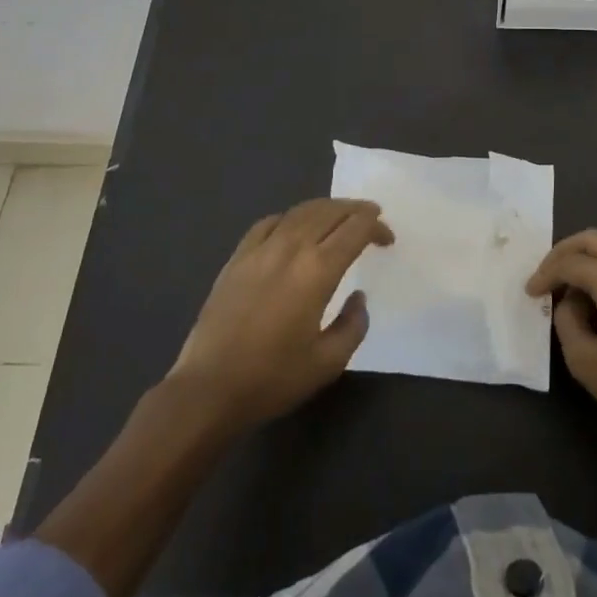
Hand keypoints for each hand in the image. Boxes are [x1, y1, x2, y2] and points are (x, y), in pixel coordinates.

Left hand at [168, 199, 392, 430]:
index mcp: (318, 270)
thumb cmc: (273, 378)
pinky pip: (269, 223)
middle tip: (372, 216)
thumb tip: (357, 298)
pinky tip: (293, 227)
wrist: (208, 389)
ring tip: (340, 214)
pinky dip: (290, 217)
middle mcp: (291, 248)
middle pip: (330, 211)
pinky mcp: (237, 258)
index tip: (387, 239)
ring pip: (300, 211)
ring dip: (326, 208)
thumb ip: (353, 325)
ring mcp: (260, 249)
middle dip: (356, 210)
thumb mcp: (328, 363)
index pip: (355, 230)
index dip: (376, 227)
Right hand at [526, 229, 596, 465]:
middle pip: (594, 239)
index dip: (545, 274)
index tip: (531, 292)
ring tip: (573, 281)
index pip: (571, 263)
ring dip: (590, 255)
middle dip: (565, 251)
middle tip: (547, 273)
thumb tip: (569, 300)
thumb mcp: (584, 361)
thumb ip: (566, 320)